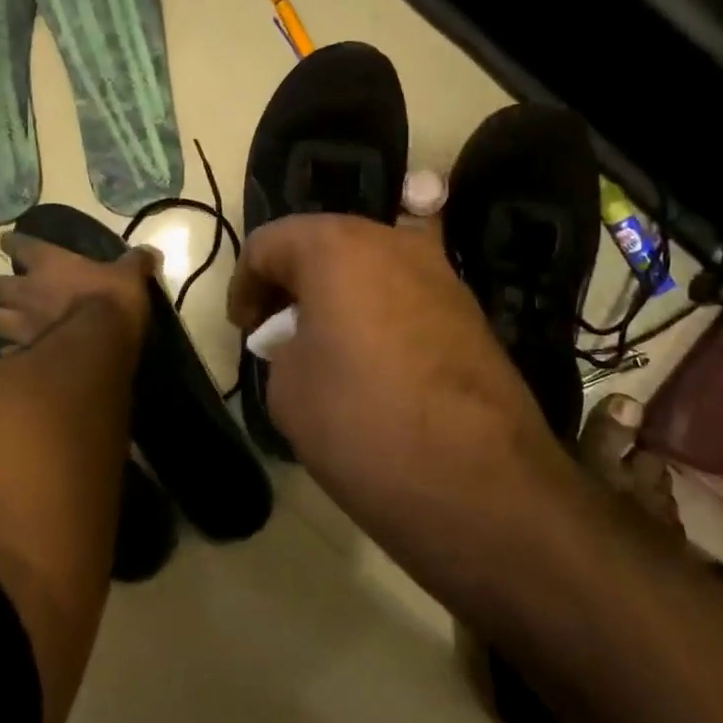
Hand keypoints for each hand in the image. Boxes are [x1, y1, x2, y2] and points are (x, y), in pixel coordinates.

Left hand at [0, 233, 154, 349]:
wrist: (98, 348)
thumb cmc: (111, 302)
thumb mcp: (131, 276)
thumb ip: (136, 262)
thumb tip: (150, 251)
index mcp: (49, 264)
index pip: (20, 245)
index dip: (14, 243)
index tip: (9, 241)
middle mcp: (26, 291)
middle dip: (1, 289)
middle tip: (12, 292)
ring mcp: (19, 325)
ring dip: (1, 320)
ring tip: (11, 325)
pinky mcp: (22, 354)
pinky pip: (8, 352)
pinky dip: (12, 352)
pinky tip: (22, 355)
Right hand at [227, 216, 569, 573]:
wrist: (477, 480)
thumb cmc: (362, 422)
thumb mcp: (289, 388)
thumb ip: (285, 346)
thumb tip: (305, 342)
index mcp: (337, 246)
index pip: (271, 243)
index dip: (245, 283)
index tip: (245, 329)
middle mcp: (393, 242)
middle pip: (327, 244)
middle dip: (295, 281)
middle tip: (279, 330)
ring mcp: (441, 274)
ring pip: (372, 266)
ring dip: (341, 294)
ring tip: (328, 346)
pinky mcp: (472, 310)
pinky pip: (408, 295)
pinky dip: (381, 312)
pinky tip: (376, 360)